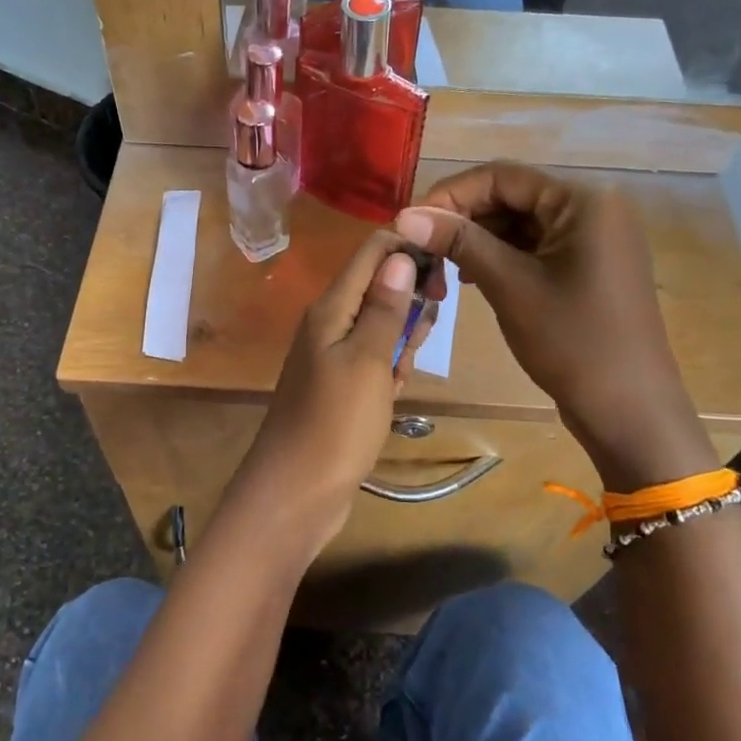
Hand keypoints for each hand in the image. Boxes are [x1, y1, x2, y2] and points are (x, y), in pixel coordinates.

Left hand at [222, 230, 427, 562]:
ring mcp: (332, 356)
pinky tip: (394, 392)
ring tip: (404, 370)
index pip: (371, 252)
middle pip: (377, 286)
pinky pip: (373, 360)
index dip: (408, 248)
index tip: (445, 268)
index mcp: (331, 307)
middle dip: (410, 300)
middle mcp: (329, 323)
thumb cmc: (335, 423)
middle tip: (423, 334)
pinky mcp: (339, 386)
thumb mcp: (368, 360)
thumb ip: (384, 307)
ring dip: (401, 340)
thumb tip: (399, 254)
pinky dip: (389, 370)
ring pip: (379, 326)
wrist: (295, 493)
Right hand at [396, 163, 718, 491]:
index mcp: (583, 200)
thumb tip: (404, 214)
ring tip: (442, 268)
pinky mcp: (589, 264)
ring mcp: (594, 237)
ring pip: (520, 223)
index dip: (450, 195)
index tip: (411, 222)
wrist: (629, 409)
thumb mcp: (510, 286)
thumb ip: (459, 242)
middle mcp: (593, 207)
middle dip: (463, 220)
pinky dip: (501, 256)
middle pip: (511, 196)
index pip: (501, 176)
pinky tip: (472, 278)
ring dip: (478, 240)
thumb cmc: (572, 342)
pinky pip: (536, 246)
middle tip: (421, 249)